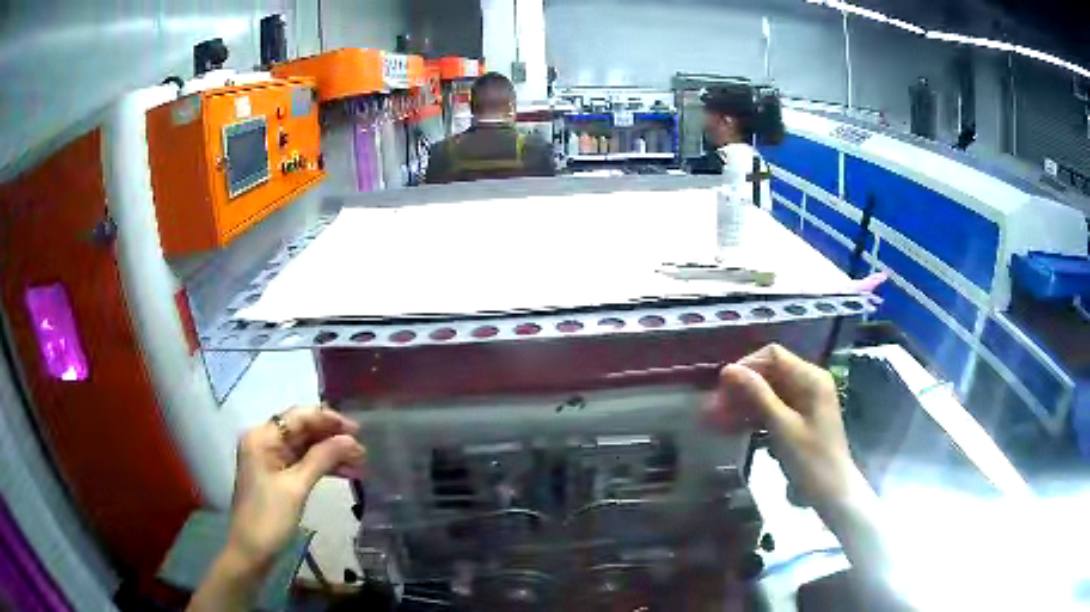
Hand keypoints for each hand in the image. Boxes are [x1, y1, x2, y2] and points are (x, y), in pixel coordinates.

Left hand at [227, 405, 364, 570]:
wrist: (251, 551)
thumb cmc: (269, 517)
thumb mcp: (296, 487)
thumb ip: (322, 458)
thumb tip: (350, 439)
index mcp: (262, 437)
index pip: (298, 417)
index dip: (328, 419)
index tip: (357, 428)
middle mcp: (264, 441)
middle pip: (302, 430)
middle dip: (332, 438)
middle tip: (362, 449)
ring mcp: (270, 459)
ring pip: (306, 448)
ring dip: (331, 453)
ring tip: (360, 463)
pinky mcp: (277, 476)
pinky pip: (303, 463)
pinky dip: (323, 466)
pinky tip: (345, 473)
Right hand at [706, 344, 861, 511]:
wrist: (831, 493)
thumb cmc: (810, 459)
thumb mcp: (781, 426)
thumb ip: (757, 395)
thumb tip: (728, 369)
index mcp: (810, 378)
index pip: (773, 356)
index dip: (746, 366)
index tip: (722, 388)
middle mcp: (808, 384)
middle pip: (769, 375)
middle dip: (740, 390)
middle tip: (712, 410)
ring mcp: (804, 403)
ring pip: (767, 395)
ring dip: (742, 406)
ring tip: (714, 422)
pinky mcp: (799, 421)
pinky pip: (772, 411)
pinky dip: (753, 418)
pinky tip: (730, 430)